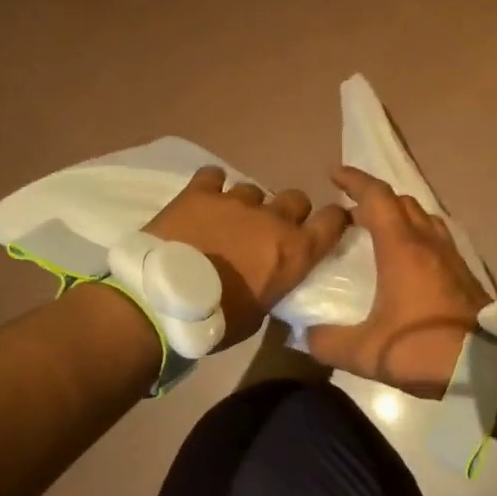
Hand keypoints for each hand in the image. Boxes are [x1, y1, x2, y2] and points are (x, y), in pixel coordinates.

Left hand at [145, 166, 350, 349]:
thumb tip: (268, 275)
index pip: (333, 221)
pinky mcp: (200, 193)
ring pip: (254, 189)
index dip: (334, 220)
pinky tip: (204, 198)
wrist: (162, 303)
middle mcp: (273, 219)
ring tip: (228, 220)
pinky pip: (213, 176)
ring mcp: (236, 201)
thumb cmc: (217, 320)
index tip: (326, 226)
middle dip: (287, 212)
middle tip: (268, 230)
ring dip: (247, 205)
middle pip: (296, 198)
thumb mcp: (260, 313)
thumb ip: (273, 284)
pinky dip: (212, 186)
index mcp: (295, 252)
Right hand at [306, 166, 491, 397]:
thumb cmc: (421, 348)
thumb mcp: (365, 352)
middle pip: (402, 201)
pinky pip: (437, 237)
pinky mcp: (464, 272)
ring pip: (423, 216)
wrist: (485, 365)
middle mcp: (427, 242)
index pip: (377, 197)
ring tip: (379, 232)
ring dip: (399, 215)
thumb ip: (328, 342)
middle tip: (351, 213)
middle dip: (374, 199)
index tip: (334, 175)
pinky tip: (408, 260)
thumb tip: (307, 335)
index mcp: (401, 248)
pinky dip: (417, 234)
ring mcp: (450, 255)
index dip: (354, 180)